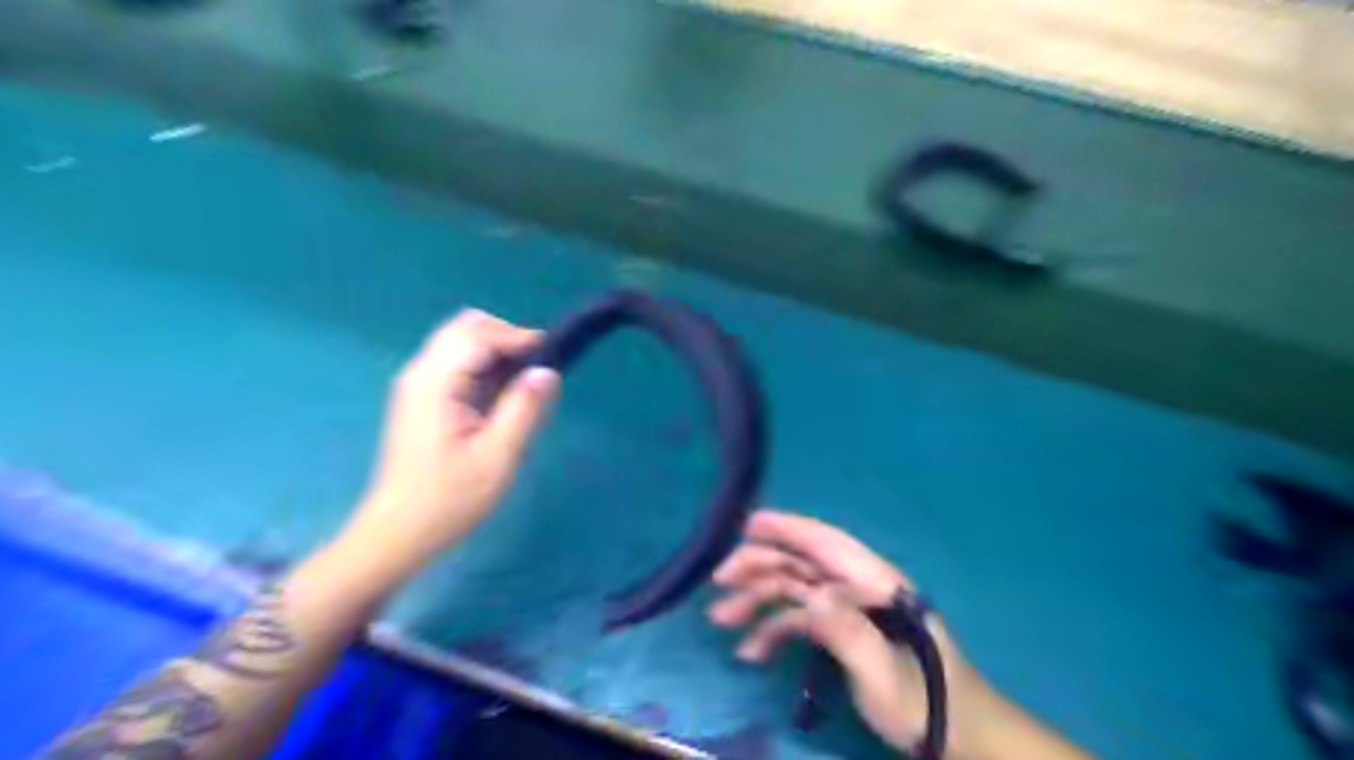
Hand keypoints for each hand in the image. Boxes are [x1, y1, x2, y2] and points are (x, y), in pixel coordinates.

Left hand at [345, 313, 563, 572]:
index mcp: (436, 384)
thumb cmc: (450, 499)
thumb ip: (524, 409)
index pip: (478, 335)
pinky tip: (501, 399)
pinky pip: (458, 363)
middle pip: (466, 327)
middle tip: (535, 374)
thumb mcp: (498, 458)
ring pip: (462, 341)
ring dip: (497, 353)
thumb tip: (547, 372)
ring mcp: (419, 384)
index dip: (518, 338)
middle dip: (507, 339)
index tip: (551, 360)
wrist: (399, 532)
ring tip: (523, 387)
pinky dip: (486, 367)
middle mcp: (422, 373)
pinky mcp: (423, 398)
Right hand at [709, 510, 991, 758]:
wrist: (956, 734)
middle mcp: (859, 587)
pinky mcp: (843, 630)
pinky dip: (774, 630)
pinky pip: (801, 620)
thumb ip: (849, 632)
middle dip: (760, 565)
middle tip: (720, 579)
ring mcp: (849, 608)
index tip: (748, 523)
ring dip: (758, 600)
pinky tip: (751, 651)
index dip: (788, 527)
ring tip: (720, 618)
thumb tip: (809, 596)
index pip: (826, 543)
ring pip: (795, 590)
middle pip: (803, 563)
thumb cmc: (924, 702)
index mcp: (875, 583)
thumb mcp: (885, 674)